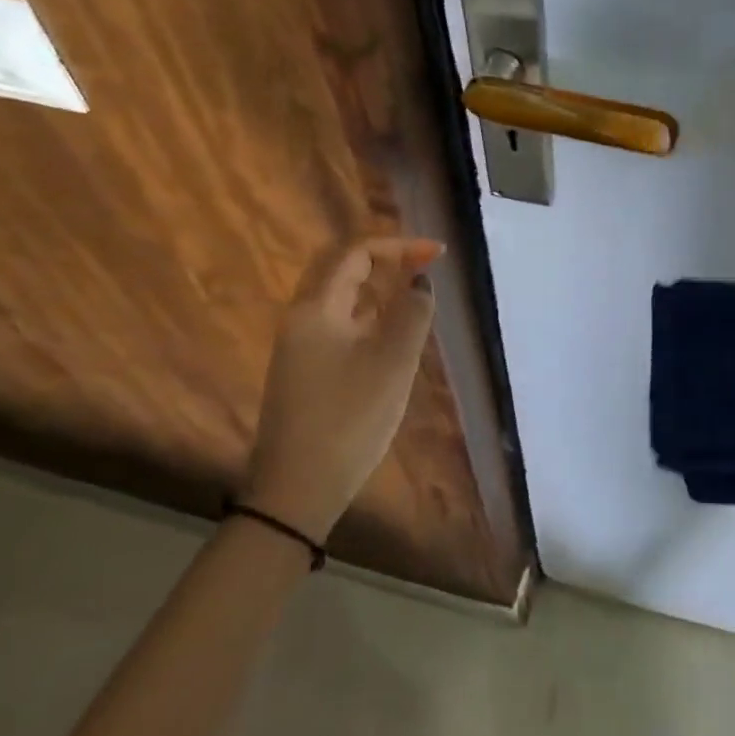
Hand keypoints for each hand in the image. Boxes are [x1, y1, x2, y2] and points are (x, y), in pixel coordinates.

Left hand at [243, 236, 441, 540]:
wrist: (297, 490)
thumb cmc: (348, 420)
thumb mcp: (393, 364)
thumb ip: (412, 315)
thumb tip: (419, 284)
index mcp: (315, 309)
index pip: (355, 253)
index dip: (398, 245)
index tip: (437, 254)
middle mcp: (300, 319)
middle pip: (340, 268)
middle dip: (383, 258)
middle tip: (423, 264)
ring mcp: (299, 346)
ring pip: (338, 297)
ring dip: (376, 286)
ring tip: (415, 295)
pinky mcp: (305, 370)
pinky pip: (338, 324)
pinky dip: (367, 314)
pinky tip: (391, 334)